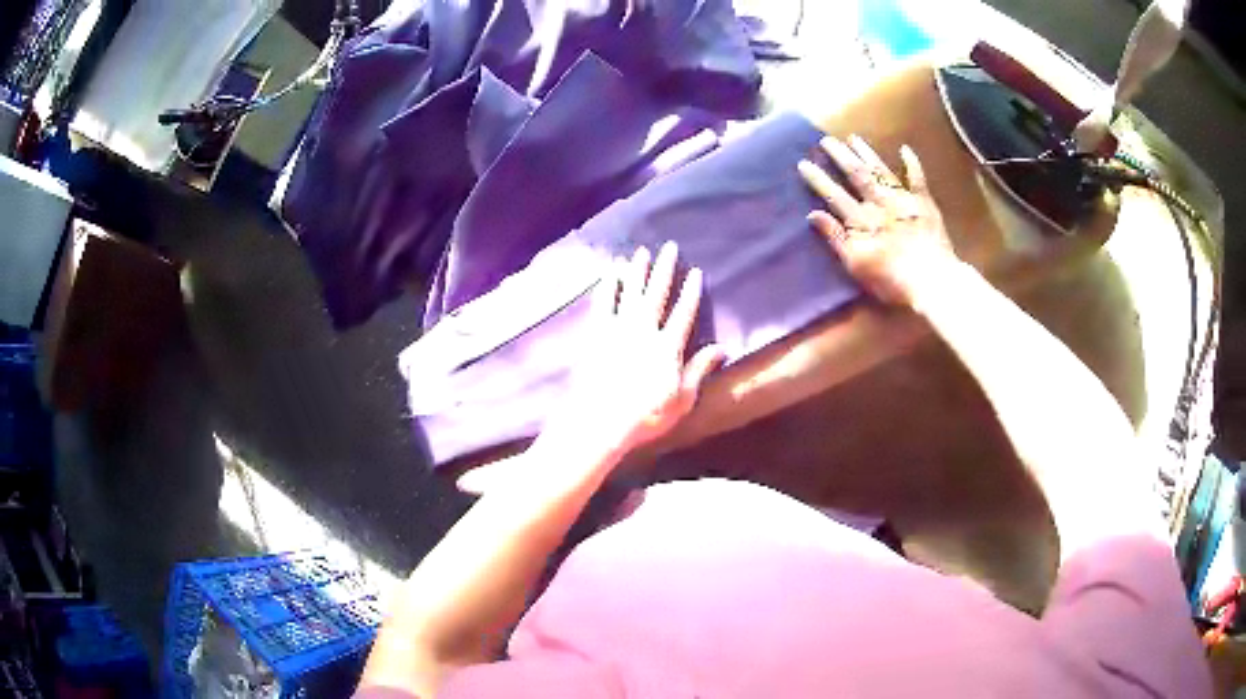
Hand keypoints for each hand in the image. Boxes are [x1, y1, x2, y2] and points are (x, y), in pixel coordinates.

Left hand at [542, 242, 724, 464]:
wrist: (600, 420)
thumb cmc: (645, 416)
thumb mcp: (682, 399)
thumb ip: (699, 370)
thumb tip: (722, 348)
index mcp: (668, 347)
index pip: (684, 312)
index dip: (690, 291)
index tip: (695, 271)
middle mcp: (644, 330)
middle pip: (657, 293)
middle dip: (664, 268)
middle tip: (669, 247)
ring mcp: (617, 329)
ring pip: (629, 291)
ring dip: (636, 270)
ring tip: (640, 251)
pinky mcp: (595, 334)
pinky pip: (602, 303)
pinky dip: (607, 286)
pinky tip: (609, 273)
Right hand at [798, 135, 957, 306]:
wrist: (932, 281)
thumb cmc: (891, 279)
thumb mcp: (856, 265)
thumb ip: (835, 238)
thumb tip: (813, 214)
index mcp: (861, 220)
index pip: (834, 195)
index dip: (818, 179)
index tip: (804, 163)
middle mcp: (879, 203)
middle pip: (857, 175)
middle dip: (841, 157)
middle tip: (826, 140)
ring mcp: (903, 200)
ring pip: (881, 171)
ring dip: (867, 153)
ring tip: (854, 138)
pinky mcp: (924, 204)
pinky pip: (918, 179)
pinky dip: (912, 164)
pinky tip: (905, 149)